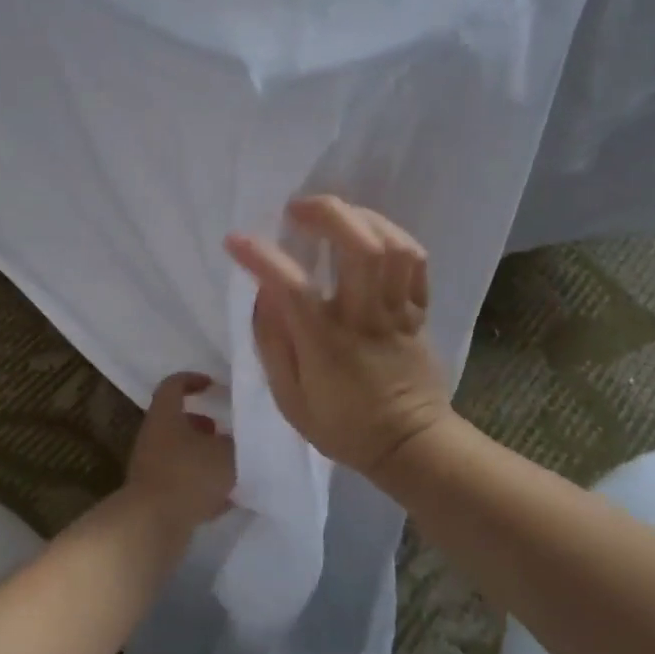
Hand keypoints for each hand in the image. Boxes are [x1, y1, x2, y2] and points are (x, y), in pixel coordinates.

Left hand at [124, 372, 235, 530]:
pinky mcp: (154, 497)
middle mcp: (153, 437)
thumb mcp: (226, 454)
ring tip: (231, 468)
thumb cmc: (189, 476)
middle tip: (226, 433)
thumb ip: (237, 443)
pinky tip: (224, 501)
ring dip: (203, 458)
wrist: (152, 524)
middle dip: (203, 426)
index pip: (173, 385)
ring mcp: (150, 468)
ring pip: (180, 454)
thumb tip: (239, 440)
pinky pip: (180, 484)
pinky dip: (200, 487)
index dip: (193, 380)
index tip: (213, 386)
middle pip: (177, 422)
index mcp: (165, 416)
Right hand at [225, 196, 453, 477]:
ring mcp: (397, 312)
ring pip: (392, 246)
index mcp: (326, 343)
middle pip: (359, 248)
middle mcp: (364, 318)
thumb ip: (272, 342)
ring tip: (335, 214)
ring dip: (361, 217)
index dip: (261, 256)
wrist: (411, 446)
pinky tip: (369, 232)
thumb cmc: (342, 425)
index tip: (236, 240)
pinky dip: (392, 235)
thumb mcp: (289, 398)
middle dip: (328, 213)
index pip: (291, 286)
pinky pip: (415, 261)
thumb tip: (263, 293)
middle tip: (297, 208)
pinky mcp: (418, 311)